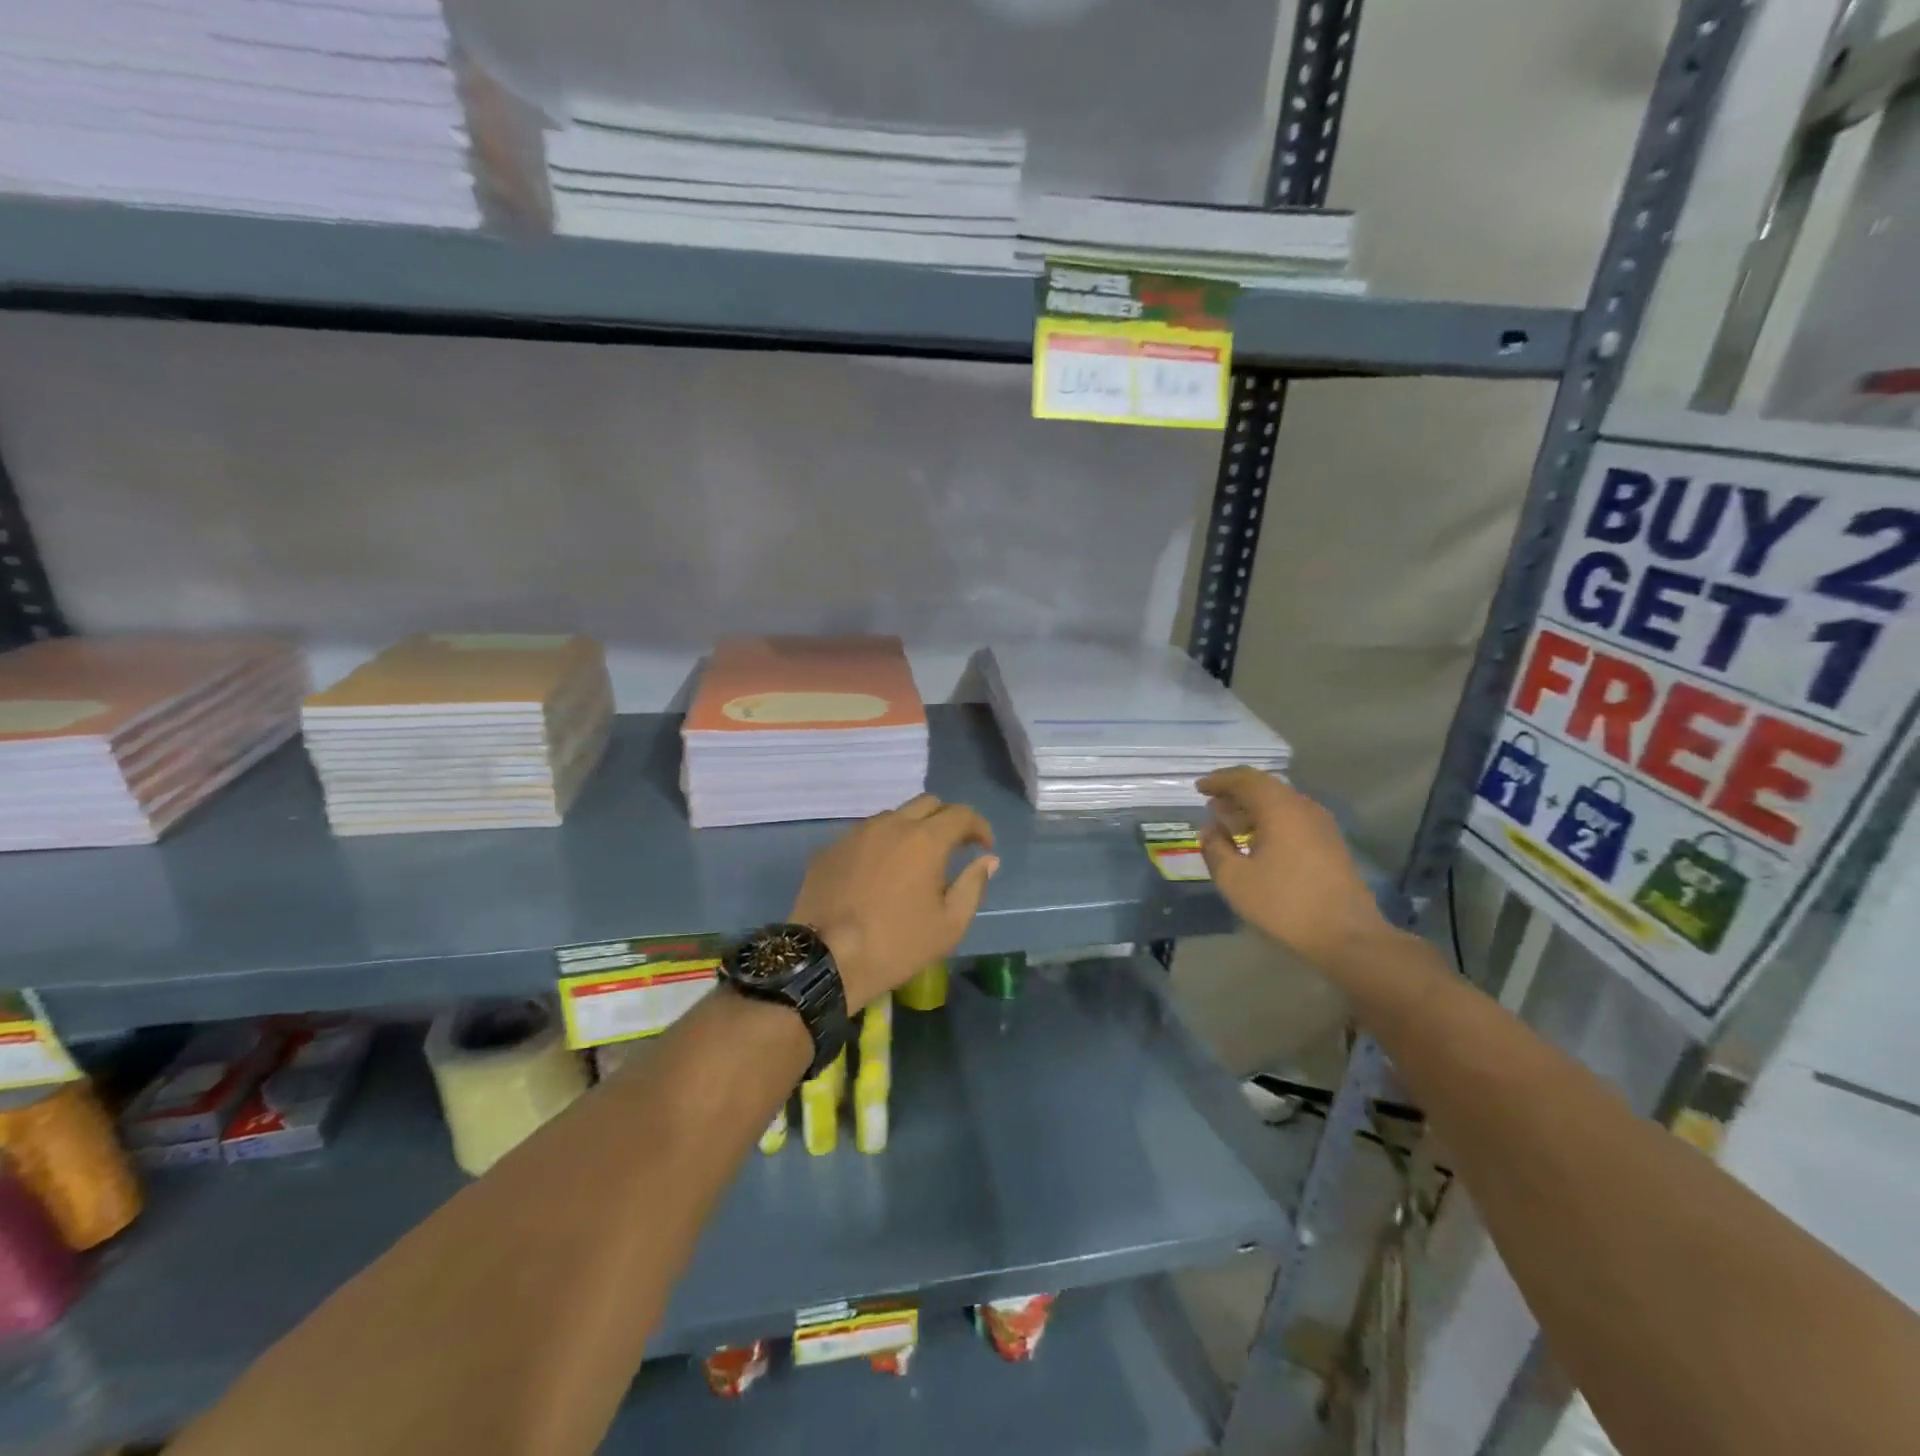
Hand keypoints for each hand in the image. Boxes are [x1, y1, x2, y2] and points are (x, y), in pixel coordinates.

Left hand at [791, 795, 999, 1011]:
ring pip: (892, 817)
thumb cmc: (896, 945)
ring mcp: (855, 834)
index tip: (984, 847)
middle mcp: (890, 824)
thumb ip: (973, 886)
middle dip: (946, 819)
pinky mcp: (829, 849)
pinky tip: (878, 874)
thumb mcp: (949, 925)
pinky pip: (863, 836)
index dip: (979, 826)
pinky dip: (880, 846)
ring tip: (914, 861)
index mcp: (925, 840)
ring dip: (911, 829)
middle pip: (927, 803)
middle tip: (953, 847)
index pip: (961, 814)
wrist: (825, 959)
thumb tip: (987, 860)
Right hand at [1197, 767, 1388, 969]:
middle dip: (1235, 793)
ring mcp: (1321, 825)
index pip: (1245, 779)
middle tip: (1212, 804)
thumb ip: (1216, 848)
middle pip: (1265, 787)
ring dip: (1253, 808)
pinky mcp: (1330, 844)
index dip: (1219, 780)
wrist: (1348, 936)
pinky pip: (1293, 819)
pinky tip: (1257, 841)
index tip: (1199, 788)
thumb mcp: (1235, 879)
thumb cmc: (1285, 904)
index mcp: (1280, 808)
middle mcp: (1303, 807)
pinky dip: (1270, 821)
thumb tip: (1210, 830)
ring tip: (1229, 823)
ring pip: (1281, 803)